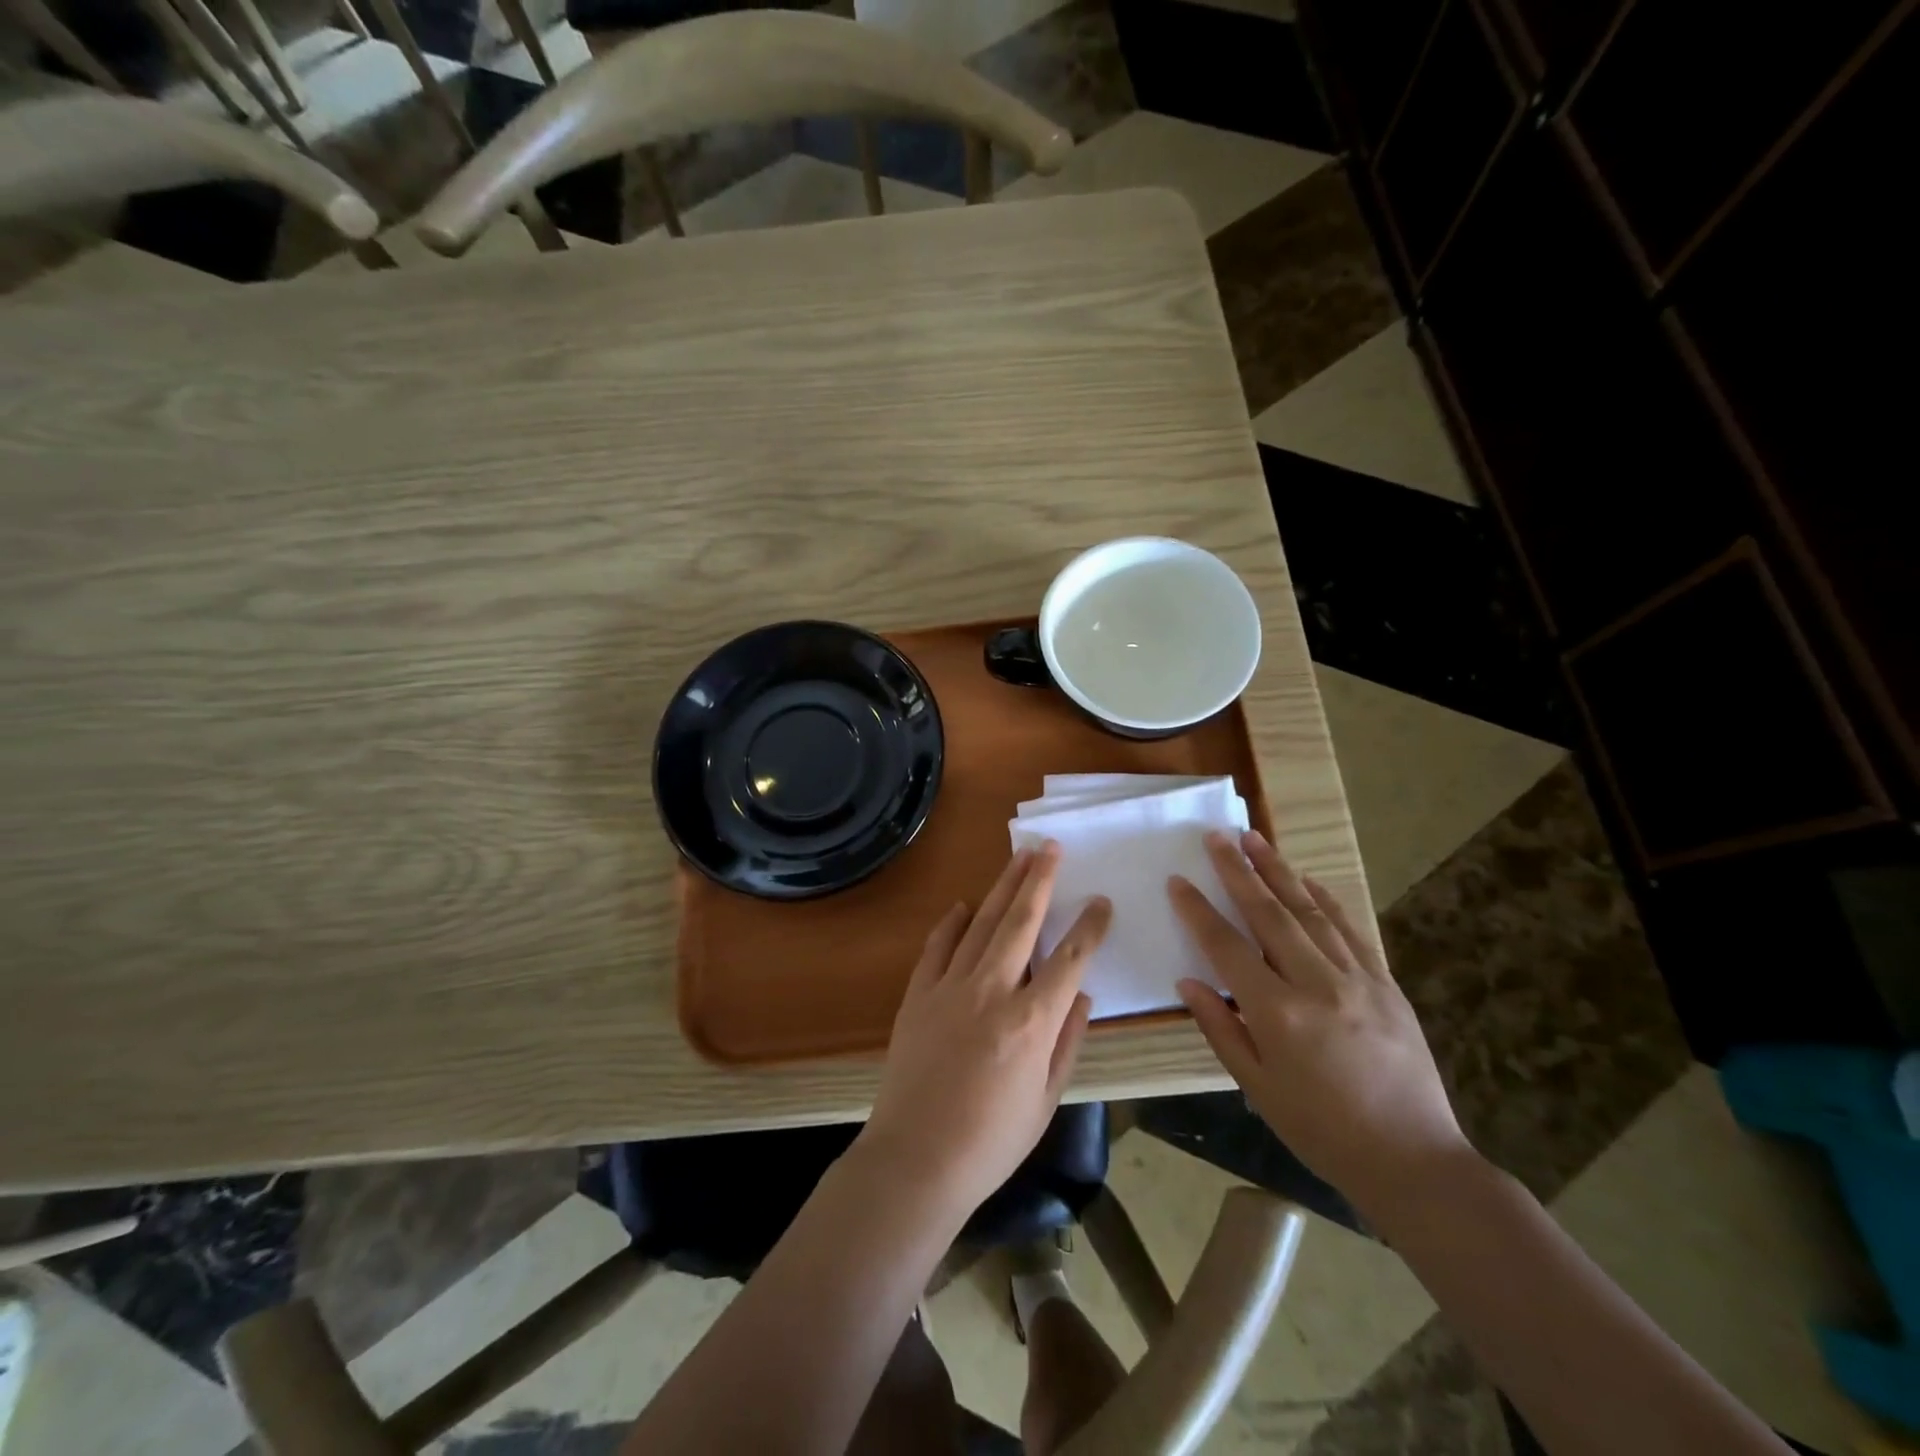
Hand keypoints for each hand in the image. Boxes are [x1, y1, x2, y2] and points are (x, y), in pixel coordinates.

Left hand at [859, 843, 1110, 1219]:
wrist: (916, 1160)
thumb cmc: (991, 1141)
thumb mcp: (1045, 1100)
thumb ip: (1068, 1042)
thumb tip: (1083, 995)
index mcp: (1031, 1021)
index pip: (1071, 959)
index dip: (1089, 927)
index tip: (1101, 902)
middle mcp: (992, 991)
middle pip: (1021, 921)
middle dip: (1040, 880)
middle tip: (1051, 847)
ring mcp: (950, 986)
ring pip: (982, 923)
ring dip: (1002, 887)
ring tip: (1019, 858)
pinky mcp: (919, 993)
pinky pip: (938, 945)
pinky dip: (953, 921)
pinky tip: (965, 905)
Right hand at [1169, 830, 1471, 1214]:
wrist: (1413, 1160)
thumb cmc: (1322, 1130)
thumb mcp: (1257, 1087)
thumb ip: (1220, 1028)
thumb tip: (1187, 981)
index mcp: (1277, 1013)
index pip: (1226, 947)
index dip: (1198, 910)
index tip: (1178, 881)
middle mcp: (1316, 984)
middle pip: (1268, 913)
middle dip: (1238, 870)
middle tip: (1217, 835)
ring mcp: (1356, 979)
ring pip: (1310, 911)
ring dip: (1279, 871)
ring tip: (1255, 838)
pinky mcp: (1385, 983)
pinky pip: (1350, 930)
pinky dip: (1326, 900)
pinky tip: (1309, 880)